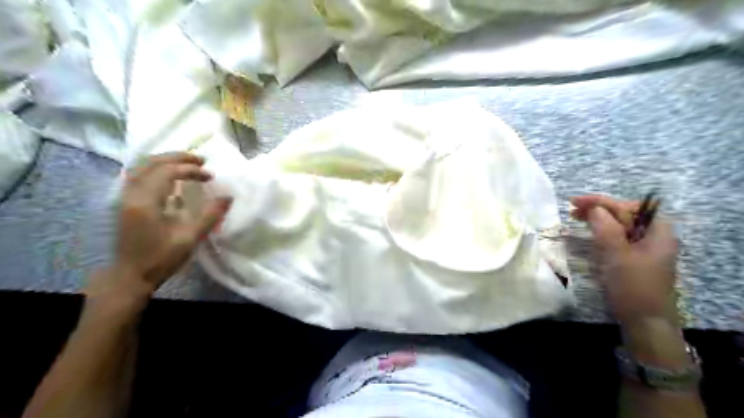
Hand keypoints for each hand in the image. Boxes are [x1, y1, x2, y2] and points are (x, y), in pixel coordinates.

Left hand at [106, 152, 231, 296]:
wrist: (130, 276)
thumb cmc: (160, 258)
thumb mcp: (189, 238)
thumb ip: (209, 215)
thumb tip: (228, 197)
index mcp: (145, 202)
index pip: (167, 172)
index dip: (190, 169)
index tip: (210, 176)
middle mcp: (131, 194)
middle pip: (151, 163)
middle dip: (177, 157)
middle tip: (200, 159)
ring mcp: (125, 198)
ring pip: (142, 167)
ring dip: (165, 161)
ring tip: (187, 163)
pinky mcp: (125, 203)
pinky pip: (138, 175)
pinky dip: (155, 169)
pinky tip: (168, 176)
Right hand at [572, 194, 678, 321]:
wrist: (644, 320)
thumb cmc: (634, 286)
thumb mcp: (618, 255)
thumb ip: (606, 228)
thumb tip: (594, 208)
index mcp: (657, 231)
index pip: (627, 206)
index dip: (600, 202)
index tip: (575, 202)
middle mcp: (653, 235)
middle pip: (624, 213)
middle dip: (598, 209)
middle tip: (572, 209)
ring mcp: (644, 247)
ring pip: (619, 225)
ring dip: (597, 219)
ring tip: (575, 217)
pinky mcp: (634, 257)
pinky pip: (617, 237)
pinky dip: (601, 232)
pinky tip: (588, 232)